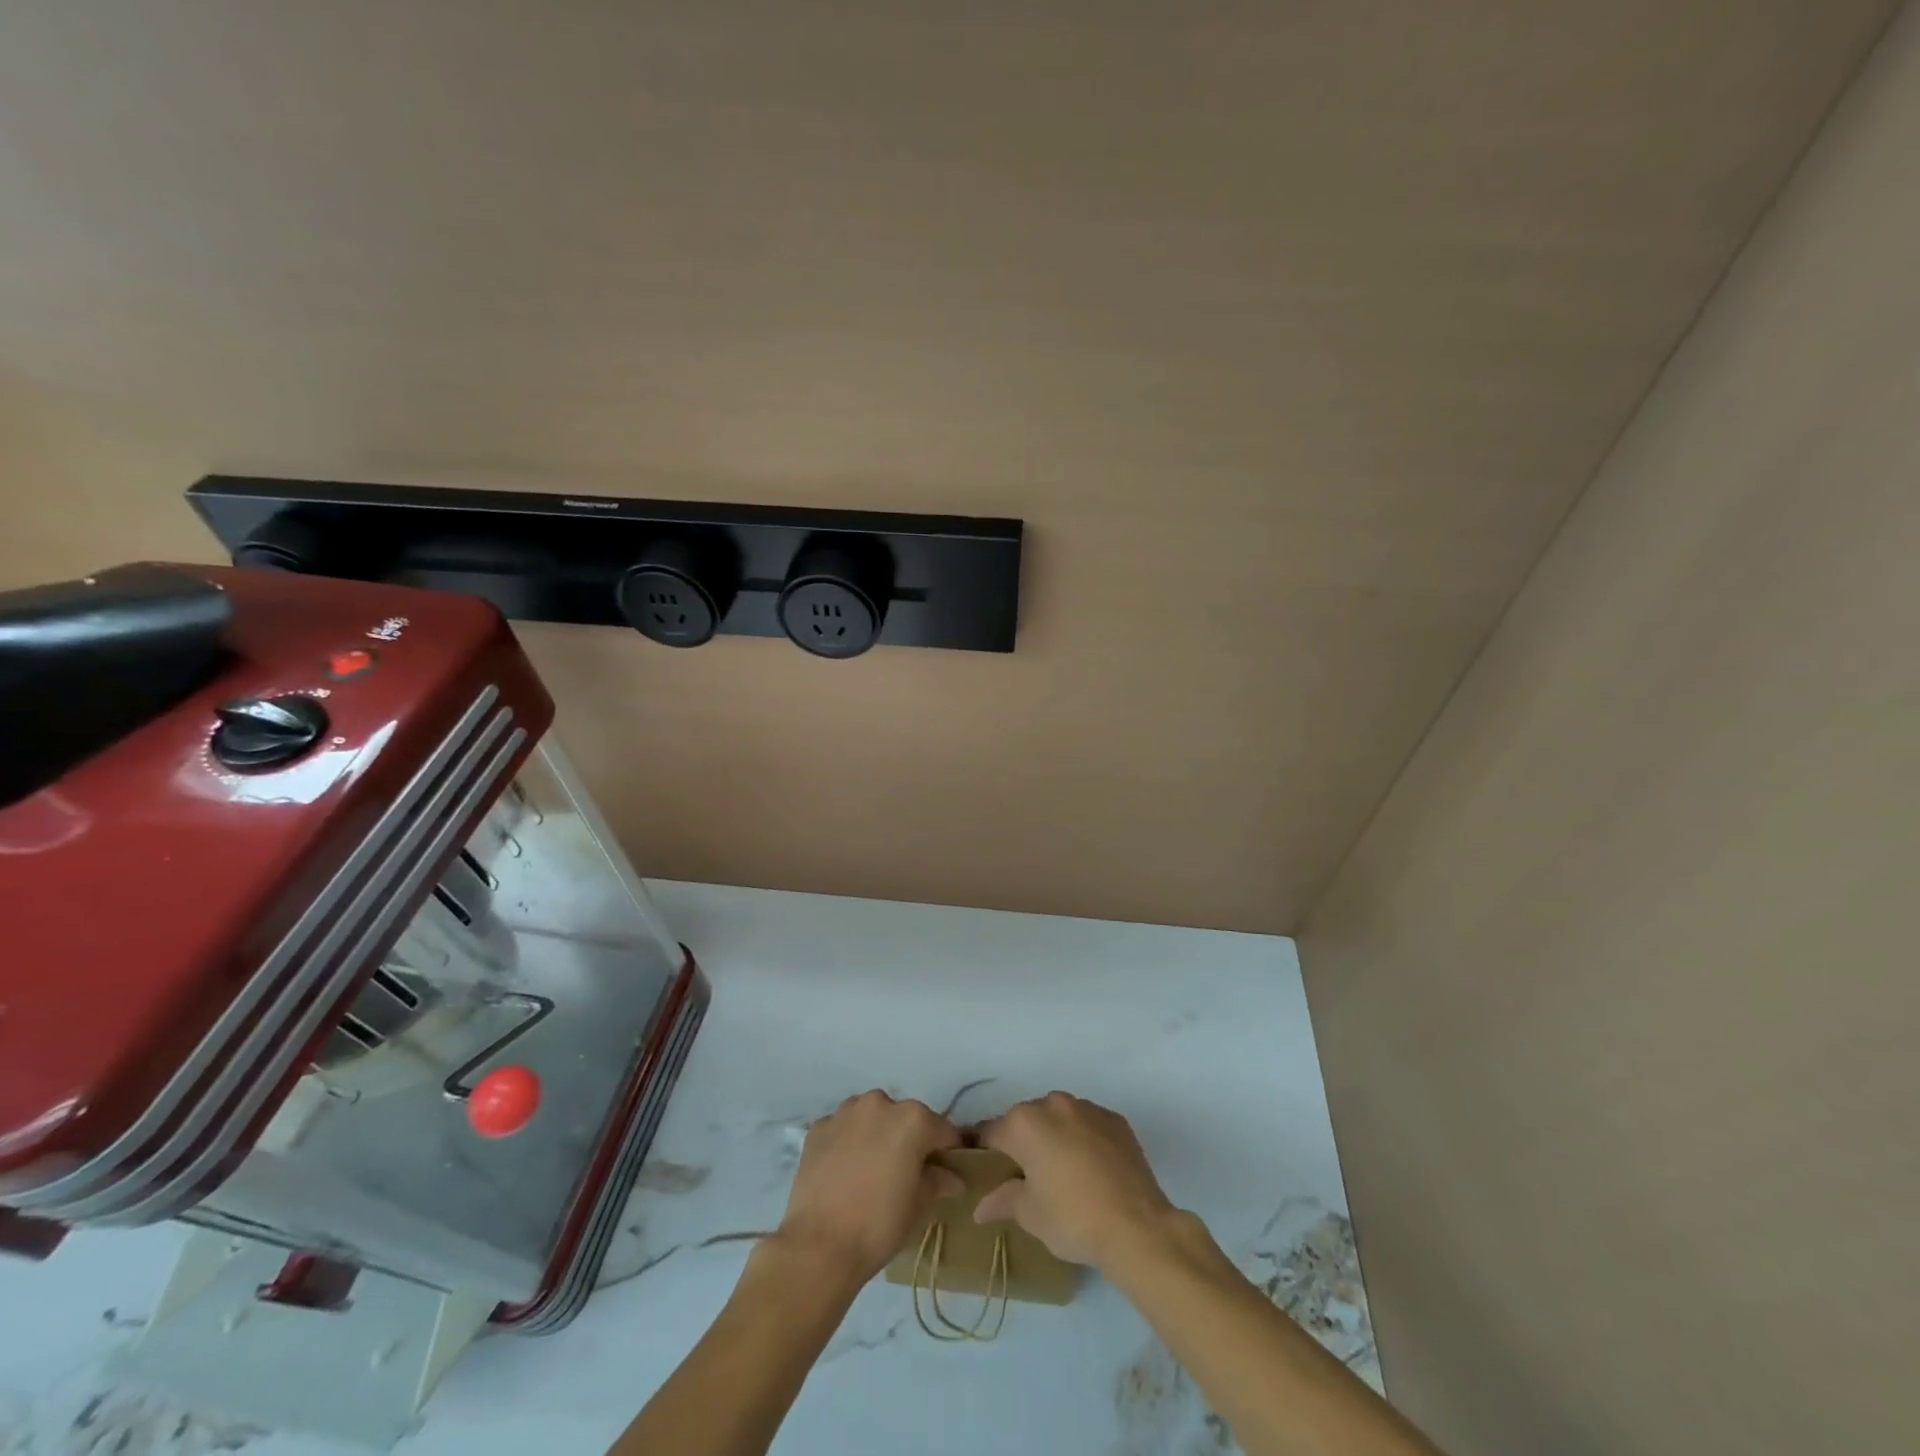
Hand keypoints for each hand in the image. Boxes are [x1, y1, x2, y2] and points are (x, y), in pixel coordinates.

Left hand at [776, 1090, 962, 1282]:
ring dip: (877, 1136)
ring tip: (871, 1171)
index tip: (945, 1173)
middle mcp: (879, 1103)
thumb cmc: (879, 1224)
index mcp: (912, 1118)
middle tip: (905, 1174)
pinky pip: (843, 1129)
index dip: (947, 1152)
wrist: (819, 1245)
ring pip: (872, 1118)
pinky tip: (845, 1172)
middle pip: (905, 1119)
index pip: (942, 1131)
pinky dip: (848, 1143)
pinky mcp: (818, 1127)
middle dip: (909, 1141)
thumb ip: (939, 1180)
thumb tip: (952, 1177)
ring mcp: (845, 1112)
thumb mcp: (919, 1205)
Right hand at [973, 1092, 1178, 1268]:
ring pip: (1059, 1117)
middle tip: (1025, 1177)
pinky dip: (1083, 1138)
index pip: (991, 1131)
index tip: (981, 1166)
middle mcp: (1053, 1104)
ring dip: (1054, 1136)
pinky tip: (1090, 1169)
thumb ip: (1003, 1201)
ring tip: (1061, 1172)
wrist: (1137, 1226)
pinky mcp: (1115, 1119)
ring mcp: (1087, 1108)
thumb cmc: (1073, 1219)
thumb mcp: (1031, 1215)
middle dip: (1022, 1143)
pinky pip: (1088, 1123)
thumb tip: (980, 1207)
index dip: (982, 1149)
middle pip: (1026, 1120)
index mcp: (1024, 1123)